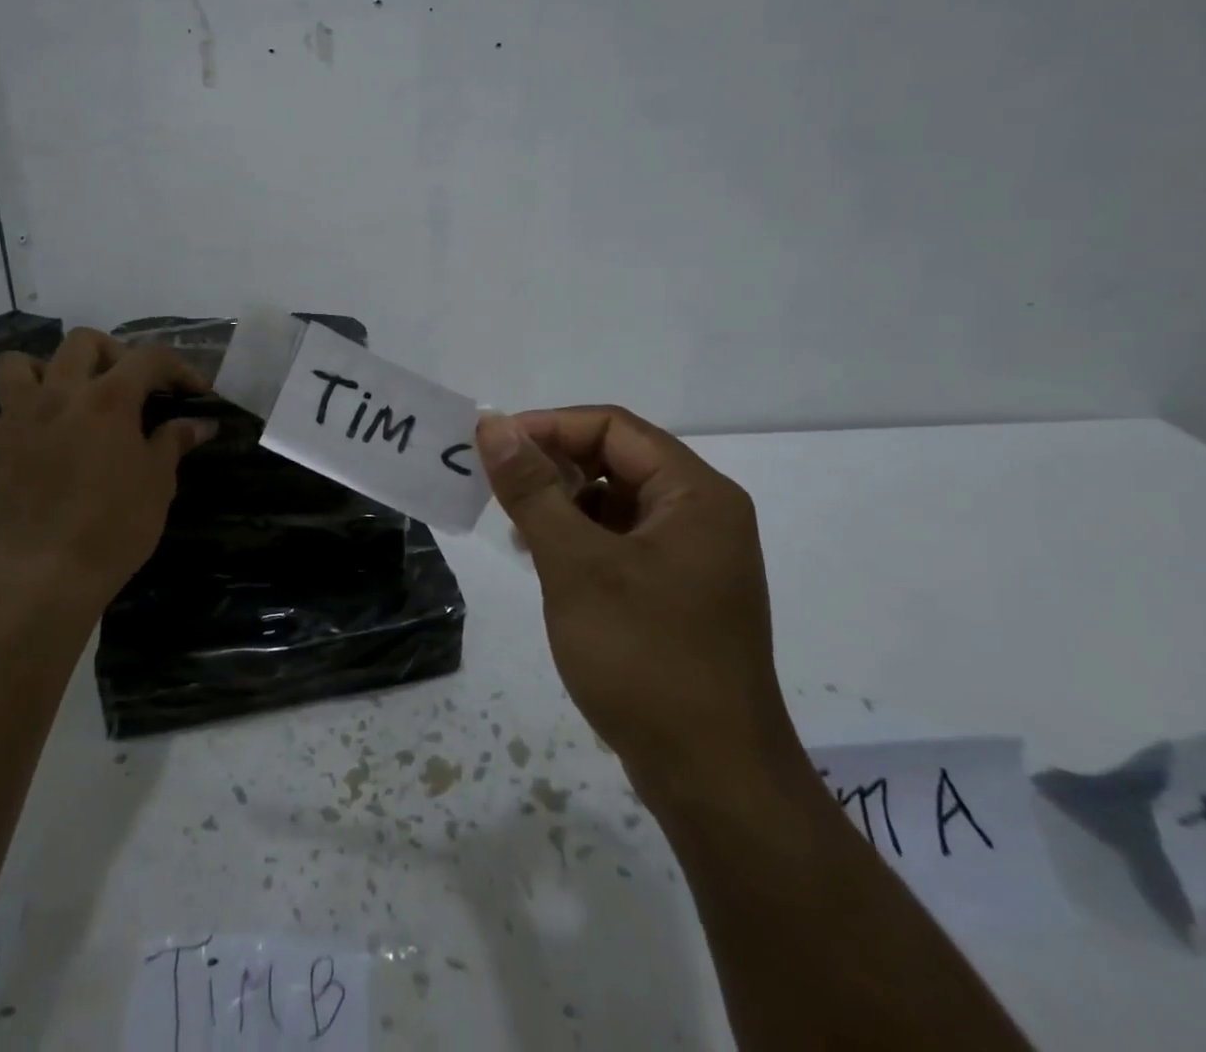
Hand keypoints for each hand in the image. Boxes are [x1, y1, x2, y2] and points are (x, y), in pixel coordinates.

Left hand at [0, 328, 212, 613]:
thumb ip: (174, 441)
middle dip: (117, 353)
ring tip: (75, 393)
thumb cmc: (115, 526)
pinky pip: (8, 404)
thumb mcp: (158, 482)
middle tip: (134, 385)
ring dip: (53, 367)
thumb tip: (199, 424)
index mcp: (108, 398)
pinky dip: (30, 406)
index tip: (196, 392)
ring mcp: (22, 416)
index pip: (149, 358)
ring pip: (24, 361)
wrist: (47, 573)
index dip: (179, 368)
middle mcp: (61, 393)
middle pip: (85, 342)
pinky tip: (50, 432)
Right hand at [475, 406, 797, 804]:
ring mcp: (694, 557)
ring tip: (516, 527)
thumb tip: (493, 424)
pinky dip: (581, 539)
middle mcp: (702, 514)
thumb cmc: (645, 658)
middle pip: (617, 459)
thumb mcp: (577, 565)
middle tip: (497, 486)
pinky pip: (622, 541)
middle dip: (553, 465)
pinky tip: (547, 562)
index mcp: (695, 494)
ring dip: (564, 503)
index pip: (613, 426)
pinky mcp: (679, 593)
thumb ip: (532, 489)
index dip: (549, 426)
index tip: (492, 446)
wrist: (713, 780)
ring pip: (616, 502)